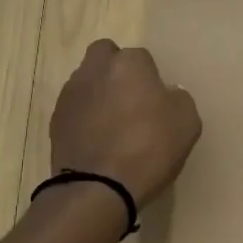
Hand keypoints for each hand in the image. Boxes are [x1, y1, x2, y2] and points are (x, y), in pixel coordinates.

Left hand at [49, 40, 201, 206]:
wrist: (98, 187)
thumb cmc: (149, 149)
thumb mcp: (187, 124)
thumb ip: (179, 99)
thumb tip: (167, 94)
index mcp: (129, 64)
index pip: (141, 57)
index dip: (149, 76)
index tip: (156, 100)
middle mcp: (95, 70)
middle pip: (104, 55)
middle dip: (115, 70)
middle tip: (131, 99)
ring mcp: (71, 94)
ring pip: (86, 80)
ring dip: (98, 93)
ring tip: (112, 124)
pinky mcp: (55, 120)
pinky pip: (74, 108)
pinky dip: (84, 117)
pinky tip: (97, 140)